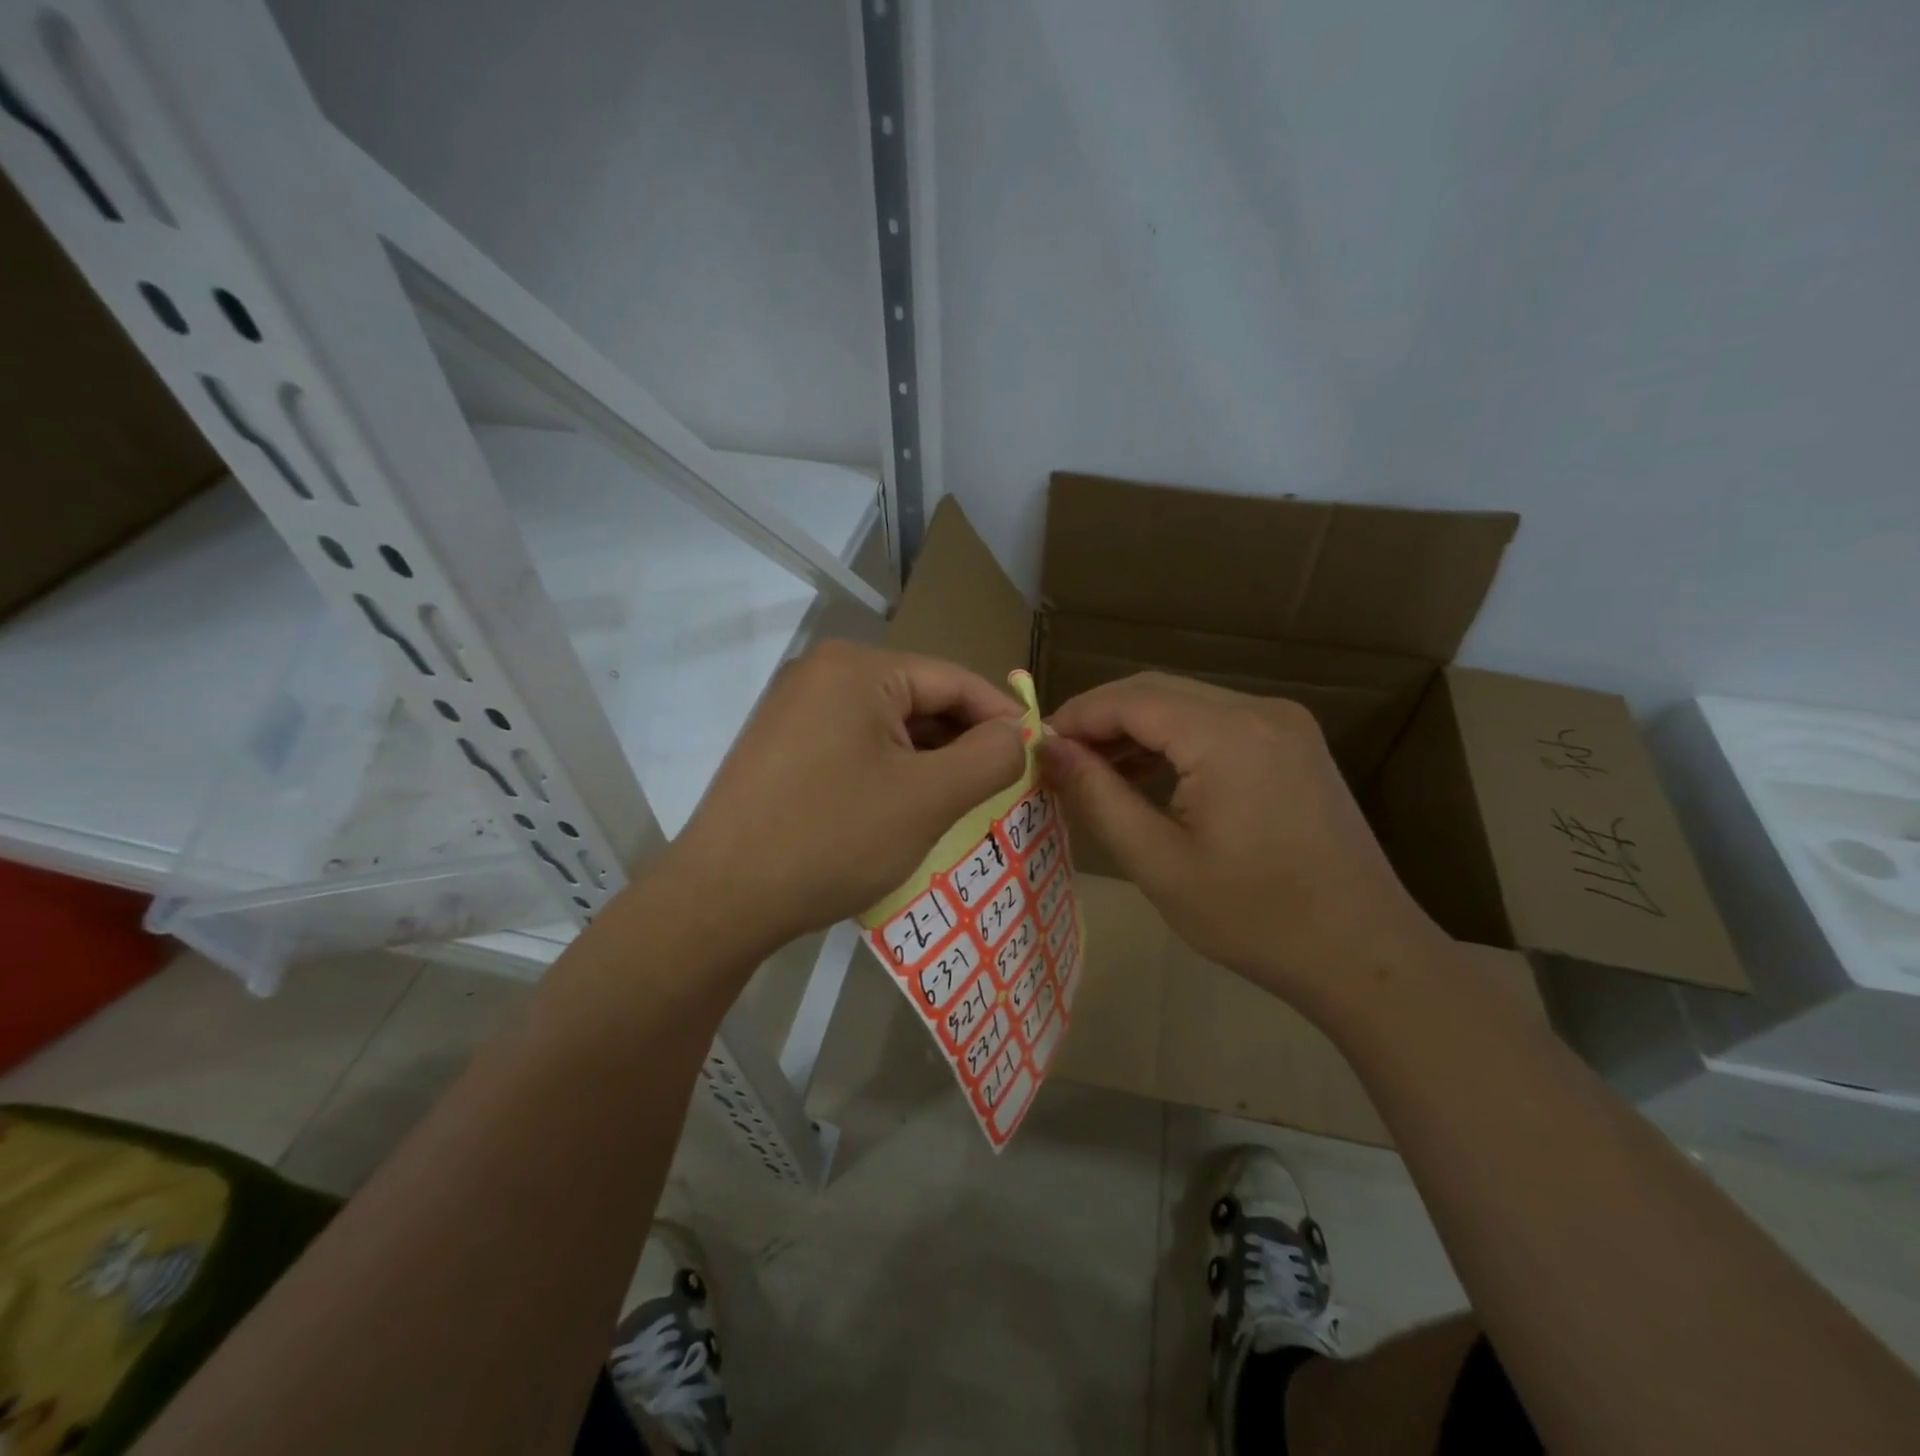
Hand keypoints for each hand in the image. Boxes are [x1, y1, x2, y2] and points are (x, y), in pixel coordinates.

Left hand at [663, 641, 1027, 956]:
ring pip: (888, 727)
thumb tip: (1016, 734)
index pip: (953, 680)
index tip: (1036, 756)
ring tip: (961, 805)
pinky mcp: (782, 746)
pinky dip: (890, 772)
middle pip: (919, 700)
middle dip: (963, 744)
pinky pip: (855, 746)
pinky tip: (906, 810)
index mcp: (857, 668)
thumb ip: (989, 757)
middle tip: (1002, 789)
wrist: (721, 899)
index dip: (1002, 717)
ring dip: (928, 762)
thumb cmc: (832, 839)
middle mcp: (822, 674)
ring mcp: (795, 709)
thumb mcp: (928, 799)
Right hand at [1042, 672, 1444, 1021]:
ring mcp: (1284, 724)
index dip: (1076, 715)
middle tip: (1057, 759)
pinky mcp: (1294, 744)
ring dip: (1136, 729)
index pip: (1130, 698)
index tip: (1034, 746)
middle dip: (1101, 719)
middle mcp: (1260, 710)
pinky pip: (1217, 724)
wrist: (1365, 953)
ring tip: (1093, 771)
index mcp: (1228, 735)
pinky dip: (1174, 741)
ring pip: (1187, 704)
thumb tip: (1049, 749)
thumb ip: (1098, 796)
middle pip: (1158, 691)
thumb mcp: (1159, 863)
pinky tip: (1147, 775)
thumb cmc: (1254, 917)